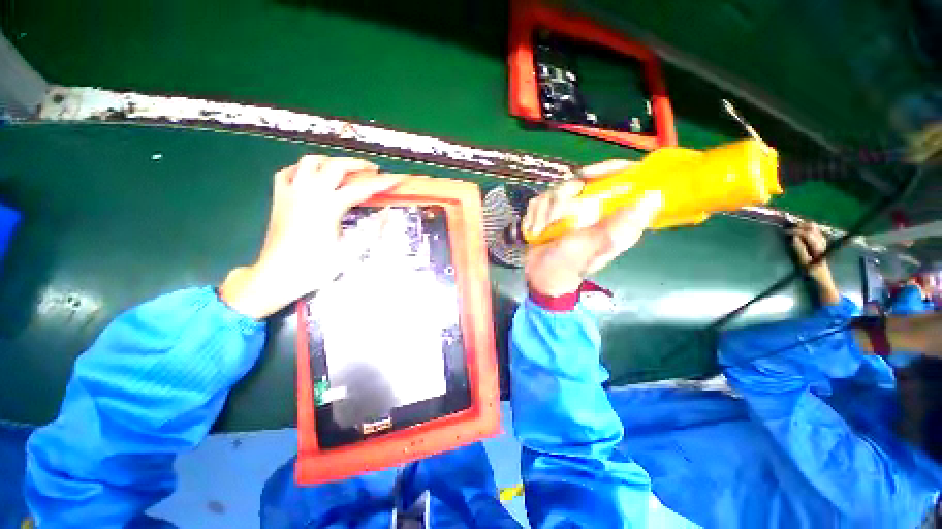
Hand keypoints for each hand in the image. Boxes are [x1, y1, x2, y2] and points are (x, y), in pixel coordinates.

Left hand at [219, 155, 402, 318]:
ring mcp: (291, 192)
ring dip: (331, 161)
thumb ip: (372, 230)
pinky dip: (303, 169)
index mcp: (329, 207)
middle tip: (373, 170)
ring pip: (310, 162)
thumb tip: (387, 214)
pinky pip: (288, 172)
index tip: (397, 179)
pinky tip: (312, 176)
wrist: (278, 275)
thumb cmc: (316, 266)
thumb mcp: (350, 251)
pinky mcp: (279, 198)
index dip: (383, 183)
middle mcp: (310, 193)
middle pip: (336, 166)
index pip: (362, 189)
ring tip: (344, 169)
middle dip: (358, 164)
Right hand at [524, 160, 662, 295]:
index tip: (584, 176)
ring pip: (555, 190)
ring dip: (543, 213)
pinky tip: (535, 231)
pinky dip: (534, 216)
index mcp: (613, 214)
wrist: (541, 277)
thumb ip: (619, 224)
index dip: (606, 169)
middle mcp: (593, 207)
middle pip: (579, 180)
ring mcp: (570, 208)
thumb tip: (655, 195)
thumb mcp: (594, 245)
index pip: (621, 176)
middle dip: (560, 200)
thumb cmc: (569, 265)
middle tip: (552, 221)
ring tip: (541, 232)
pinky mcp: (551, 211)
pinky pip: (539, 200)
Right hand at [790, 221, 840, 305]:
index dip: (796, 231)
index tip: (785, 232)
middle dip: (800, 227)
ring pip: (815, 229)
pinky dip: (809, 229)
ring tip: (794, 228)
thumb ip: (800, 250)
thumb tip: (794, 237)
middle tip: (788, 229)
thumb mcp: (804, 264)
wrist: (823, 280)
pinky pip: (816, 232)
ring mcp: (823, 243)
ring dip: (804, 227)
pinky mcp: (822, 244)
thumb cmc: (812, 273)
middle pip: (812, 228)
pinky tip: (802, 231)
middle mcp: (822, 243)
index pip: (807, 234)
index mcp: (818, 247)